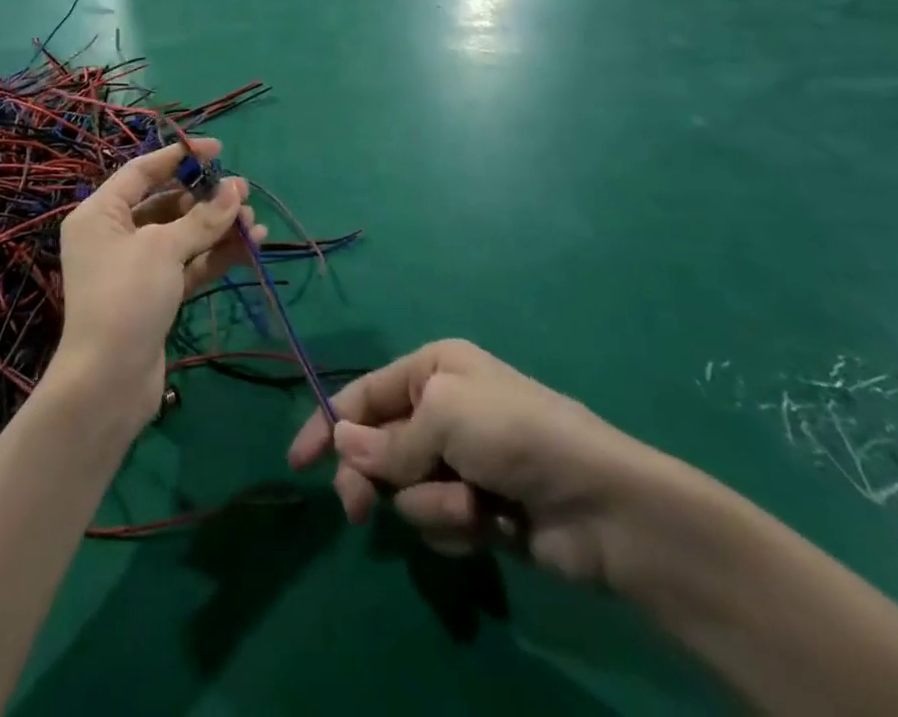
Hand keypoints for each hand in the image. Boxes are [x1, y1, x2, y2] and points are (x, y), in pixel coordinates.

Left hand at [53, 138, 265, 427]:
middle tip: (243, 192)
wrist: (108, 383)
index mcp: (100, 214)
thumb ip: (202, 218)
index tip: (218, 149)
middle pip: (165, 203)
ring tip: (253, 221)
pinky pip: (187, 264)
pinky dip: (214, 255)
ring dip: (216, 227)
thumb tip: (236, 189)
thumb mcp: (164, 249)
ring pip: (181, 235)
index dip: (180, 156)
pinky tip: (249, 246)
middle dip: (206, 198)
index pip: (142, 171)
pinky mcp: (154, 295)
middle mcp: (114, 235)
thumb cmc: (126, 298)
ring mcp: (135, 267)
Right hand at [288, 340, 673, 587]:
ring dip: (429, 503)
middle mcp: (442, 410)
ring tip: (469, 506)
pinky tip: (488, 524)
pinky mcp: (478, 510)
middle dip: (372, 477)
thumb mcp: (442, 418)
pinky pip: (437, 521)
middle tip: (359, 511)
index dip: (328, 425)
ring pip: (407, 489)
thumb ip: (388, 440)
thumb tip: (343, 446)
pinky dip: (454, 526)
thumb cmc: (513, 434)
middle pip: (378, 447)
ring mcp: (460, 462)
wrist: (599, 504)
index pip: (363, 395)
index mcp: (432, 371)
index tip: (298, 462)